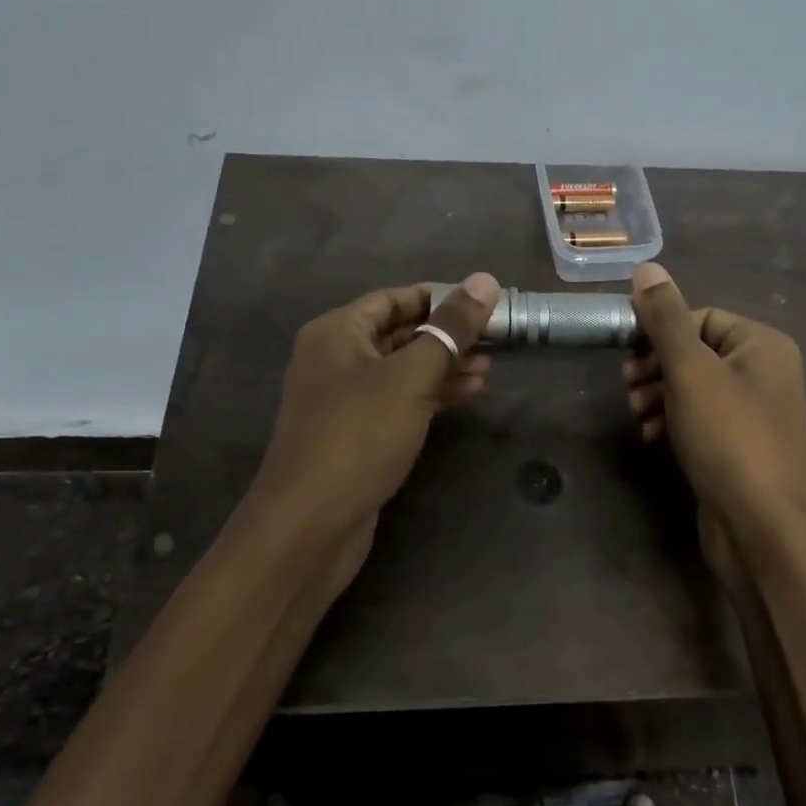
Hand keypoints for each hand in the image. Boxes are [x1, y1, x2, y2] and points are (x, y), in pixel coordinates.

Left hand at [247, 273, 499, 565]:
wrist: (311, 525)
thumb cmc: (359, 436)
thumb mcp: (411, 376)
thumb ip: (450, 329)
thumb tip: (484, 280)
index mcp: (337, 332)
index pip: (394, 298)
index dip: (439, 297)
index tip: (483, 304)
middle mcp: (336, 359)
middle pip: (399, 333)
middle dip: (446, 336)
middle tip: (494, 340)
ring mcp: (345, 399)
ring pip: (403, 370)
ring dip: (444, 367)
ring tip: (490, 370)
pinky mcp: (357, 434)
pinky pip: (399, 401)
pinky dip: (431, 395)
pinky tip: (468, 395)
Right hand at [622, 263, 805, 565]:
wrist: (762, 529)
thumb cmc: (728, 437)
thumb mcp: (690, 370)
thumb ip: (665, 318)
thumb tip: (647, 267)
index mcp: (762, 345)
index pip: (702, 317)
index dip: (662, 332)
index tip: (629, 354)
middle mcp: (764, 374)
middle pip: (696, 352)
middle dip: (656, 367)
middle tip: (628, 386)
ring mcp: (753, 414)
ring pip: (693, 388)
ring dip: (658, 396)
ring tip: (637, 416)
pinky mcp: (739, 448)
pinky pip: (700, 420)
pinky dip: (672, 423)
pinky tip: (651, 439)